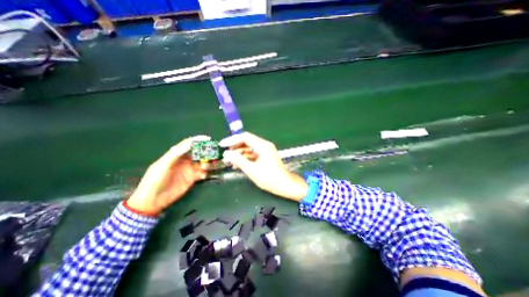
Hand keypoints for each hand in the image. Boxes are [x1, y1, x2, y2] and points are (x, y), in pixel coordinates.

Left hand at [126, 134, 210, 215]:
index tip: (208, 139)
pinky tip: (204, 175)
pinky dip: (206, 173)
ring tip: (209, 165)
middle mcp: (185, 160)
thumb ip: (177, 153)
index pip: (189, 144)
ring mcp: (190, 169)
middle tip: (214, 152)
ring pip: (203, 162)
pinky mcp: (193, 178)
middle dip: (206, 151)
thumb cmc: (155, 179)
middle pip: (198, 153)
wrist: (153, 200)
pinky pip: (203, 173)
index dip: (198, 140)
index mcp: (177, 154)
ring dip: (208, 162)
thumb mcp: (164, 164)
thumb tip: (190, 143)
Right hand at [221, 132, 310, 201]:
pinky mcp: (264, 156)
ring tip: (230, 161)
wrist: (284, 185)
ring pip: (249, 148)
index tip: (222, 145)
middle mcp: (264, 145)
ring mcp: (265, 150)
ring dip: (239, 153)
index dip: (232, 140)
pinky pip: (252, 154)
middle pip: (246, 142)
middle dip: (235, 147)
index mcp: (263, 146)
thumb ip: (238, 160)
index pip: (245, 137)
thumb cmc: (269, 178)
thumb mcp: (251, 169)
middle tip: (225, 154)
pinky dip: (245, 158)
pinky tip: (237, 164)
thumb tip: (226, 154)